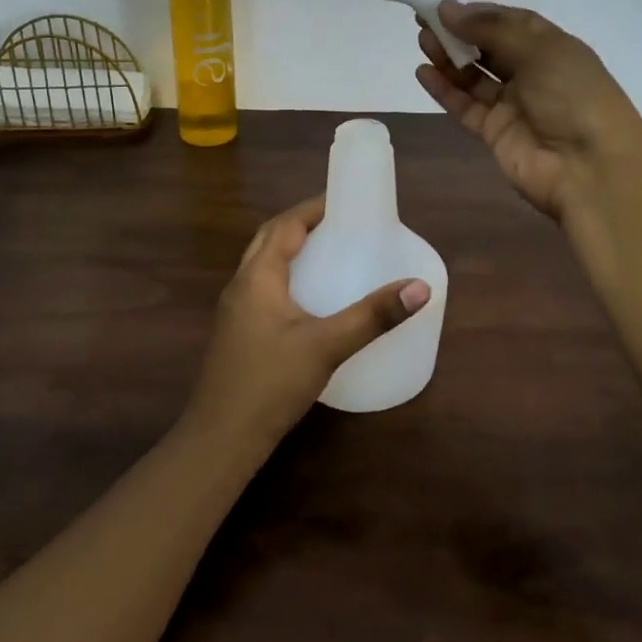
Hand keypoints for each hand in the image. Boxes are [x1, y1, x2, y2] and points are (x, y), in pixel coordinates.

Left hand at [186, 195, 430, 445]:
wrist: (220, 439)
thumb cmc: (271, 383)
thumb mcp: (327, 346)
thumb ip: (373, 316)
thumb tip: (420, 287)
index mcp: (257, 276)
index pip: (284, 225)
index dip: (312, 209)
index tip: (344, 202)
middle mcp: (240, 285)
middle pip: (269, 240)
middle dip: (301, 225)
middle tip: (339, 224)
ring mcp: (234, 311)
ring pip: (262, 265)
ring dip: (290, 251)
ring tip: (328, 253)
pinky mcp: (236, 334)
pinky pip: (261, 289)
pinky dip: (285, 278)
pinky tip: (309, 300)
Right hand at [417, 0, 641, 221]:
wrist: (590, 169)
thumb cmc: (573, 97)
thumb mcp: (540, 50)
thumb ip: (491, 29)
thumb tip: (447, 9)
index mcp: (553, 48)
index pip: (511, 23)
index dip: (479, 14)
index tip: (446, 7)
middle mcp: (533, 74)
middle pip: (489, 49)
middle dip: (459, 34)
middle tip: (424, 21)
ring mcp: (513, 106)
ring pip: (474, 77)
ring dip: (449, 59)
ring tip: (421, 41)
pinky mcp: (495, 133)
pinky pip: (465, 106)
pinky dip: (445, 90)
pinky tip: (423, 73)